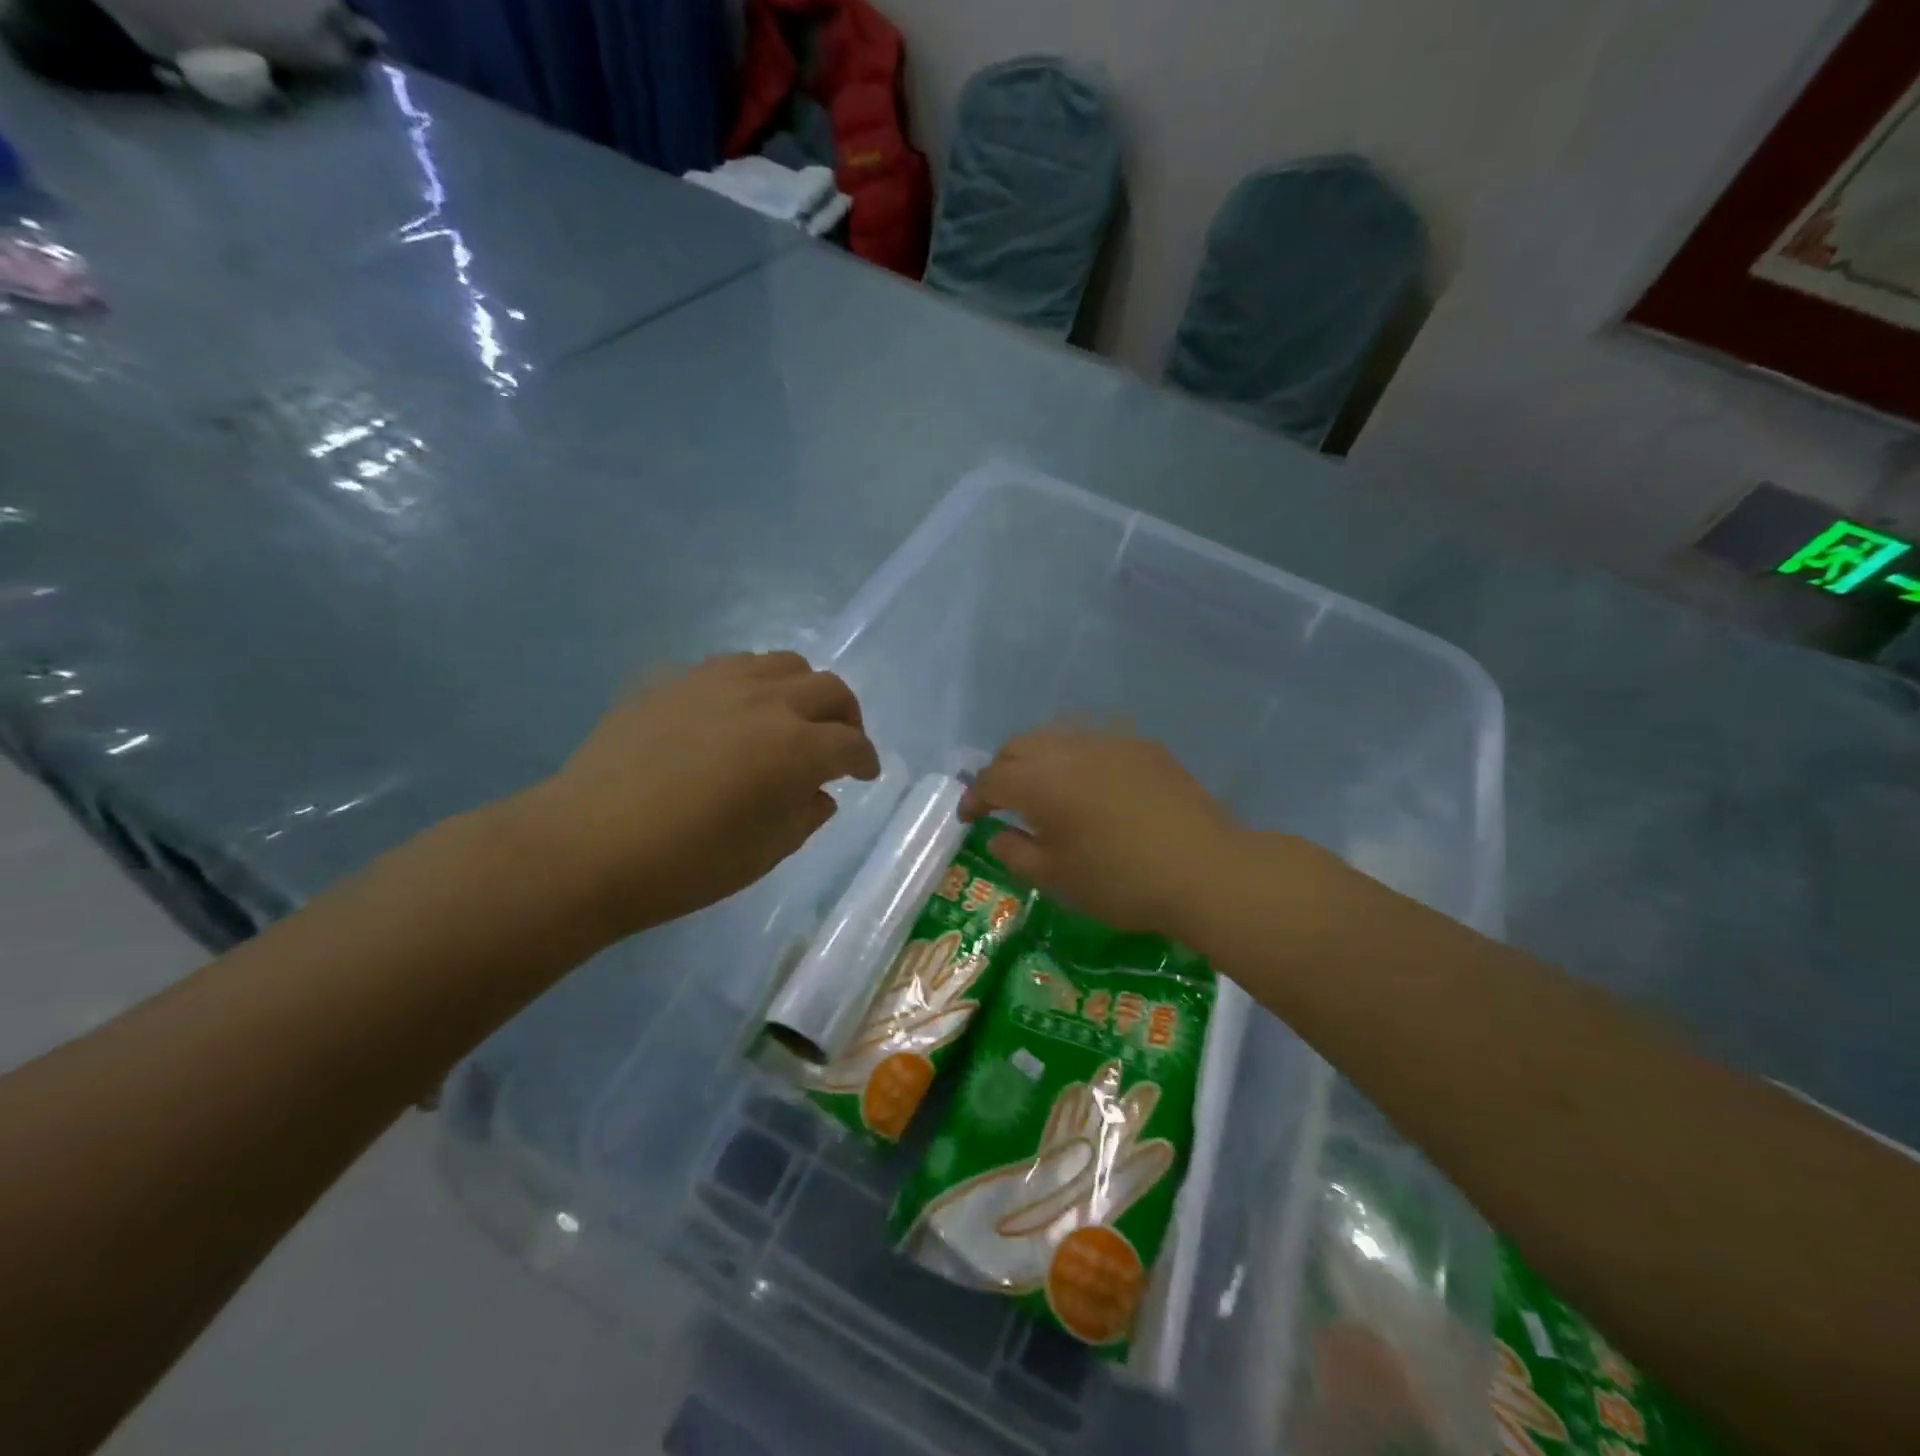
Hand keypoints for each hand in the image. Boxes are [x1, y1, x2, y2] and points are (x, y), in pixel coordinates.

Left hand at [515, 652, 879, 937]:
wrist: (587, 845)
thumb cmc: (686, 864)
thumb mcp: (765, 853)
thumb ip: (805, 815)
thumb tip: (818, 793)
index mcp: (796, 748)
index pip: (851, 744)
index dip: (866, 760)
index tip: (866, 774)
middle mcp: (766, 701)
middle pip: (829, 688)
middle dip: (847, 716)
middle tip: (840, 742)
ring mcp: (717, 682)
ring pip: (783, 663)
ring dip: (802, 690)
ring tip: (790, 718)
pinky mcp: (674, 680)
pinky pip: (731, 667)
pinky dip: (752, 685)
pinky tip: (734, 714)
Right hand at [959, 728, 1239, 937]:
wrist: (1204, 869)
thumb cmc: (1121, 881)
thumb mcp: (1057, 878)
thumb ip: (1016, 853)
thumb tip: (998, 835)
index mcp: (1039, 782)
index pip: (991, 779)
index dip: (974, 799)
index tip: (969, 819)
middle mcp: (1067, 749)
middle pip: (1018, 747)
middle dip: (1001, 771)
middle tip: (1002, 802)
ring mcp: (1108, 741)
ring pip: (1056, 737)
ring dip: (1038, 759)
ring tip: (1044, 789)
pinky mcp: (1142, 745)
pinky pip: (1095, 742)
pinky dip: (1077, 759)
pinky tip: (1092, 785)